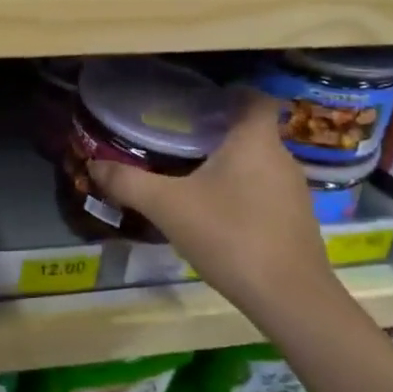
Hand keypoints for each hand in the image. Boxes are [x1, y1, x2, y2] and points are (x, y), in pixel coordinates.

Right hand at [89, 93, 332, 319]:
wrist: (290, 298)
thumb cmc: (229, 235)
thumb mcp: (167, 207)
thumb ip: (129, 182)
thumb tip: (93, 165)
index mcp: (254, 140)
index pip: (254, 98)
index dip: (231, 93)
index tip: (201, 100)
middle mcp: (281, 158)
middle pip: (253, 131)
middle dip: (220, 132)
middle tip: (182, 139)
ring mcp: (296, 192)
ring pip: (260, 164)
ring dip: (232, 165)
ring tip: (194, 176)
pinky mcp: (298, 222)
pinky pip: (267, 193)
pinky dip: (244, 193)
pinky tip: (219, 215)